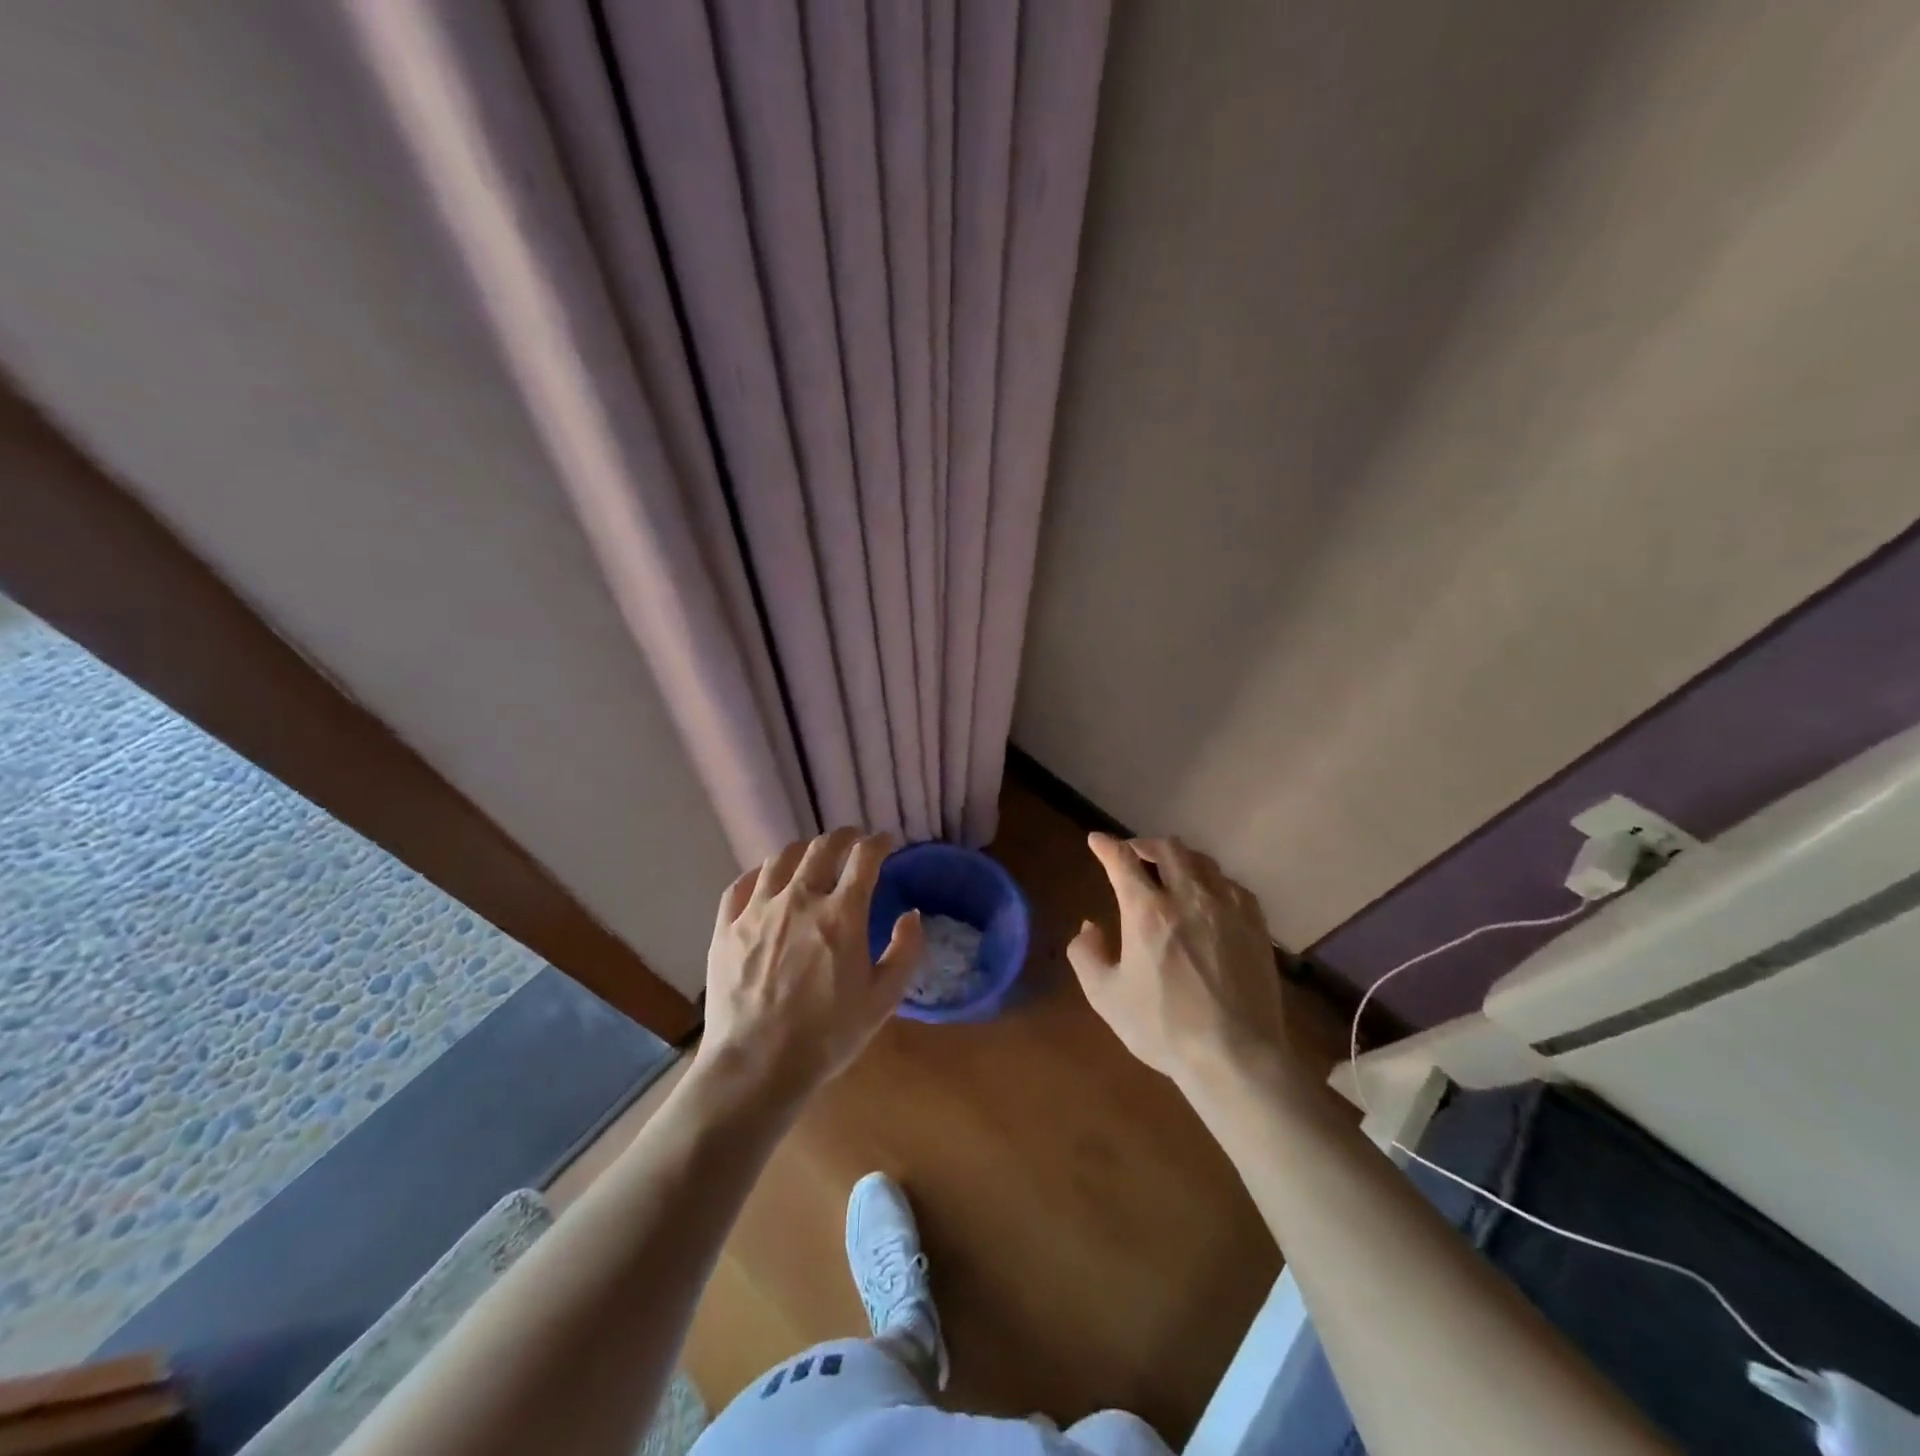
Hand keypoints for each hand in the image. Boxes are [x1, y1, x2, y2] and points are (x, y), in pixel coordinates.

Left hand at [699, 828, 925, 1095]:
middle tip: (852, 839)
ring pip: (780, 859)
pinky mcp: (726, 927)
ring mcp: (758, 910)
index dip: (878, 843)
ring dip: (803, 850)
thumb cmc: (827, 1036)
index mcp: (841, 915)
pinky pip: (741, 885)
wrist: (756, 1066)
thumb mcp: (883, 1000)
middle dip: (843, 837)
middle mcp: (799, 899)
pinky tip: (765, 879)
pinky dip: (759, 874)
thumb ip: (905, 952)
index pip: (864, 858)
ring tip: (811, 855)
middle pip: (822, 848)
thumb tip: (911, 915)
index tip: (885, 841)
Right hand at [1068, 833, 1287, 1094]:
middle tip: (1133, 853)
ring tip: (1170, 870)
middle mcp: (1188, 898)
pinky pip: (1232, 884)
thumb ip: (1087, 955)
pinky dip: (1212, 880)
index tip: (1097, 840)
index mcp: (1147, 912)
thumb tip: (1089, 927)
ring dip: (1179, 858)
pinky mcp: (1256, 925)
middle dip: (1145, 844)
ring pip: (1202, 861)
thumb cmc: (1164, 1028)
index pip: (1123, 860)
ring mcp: (1227, 908)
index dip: (1106, 845)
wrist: (1236, 1057)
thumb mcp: (1105, 997)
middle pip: (1167, 849)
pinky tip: (1209, 895)